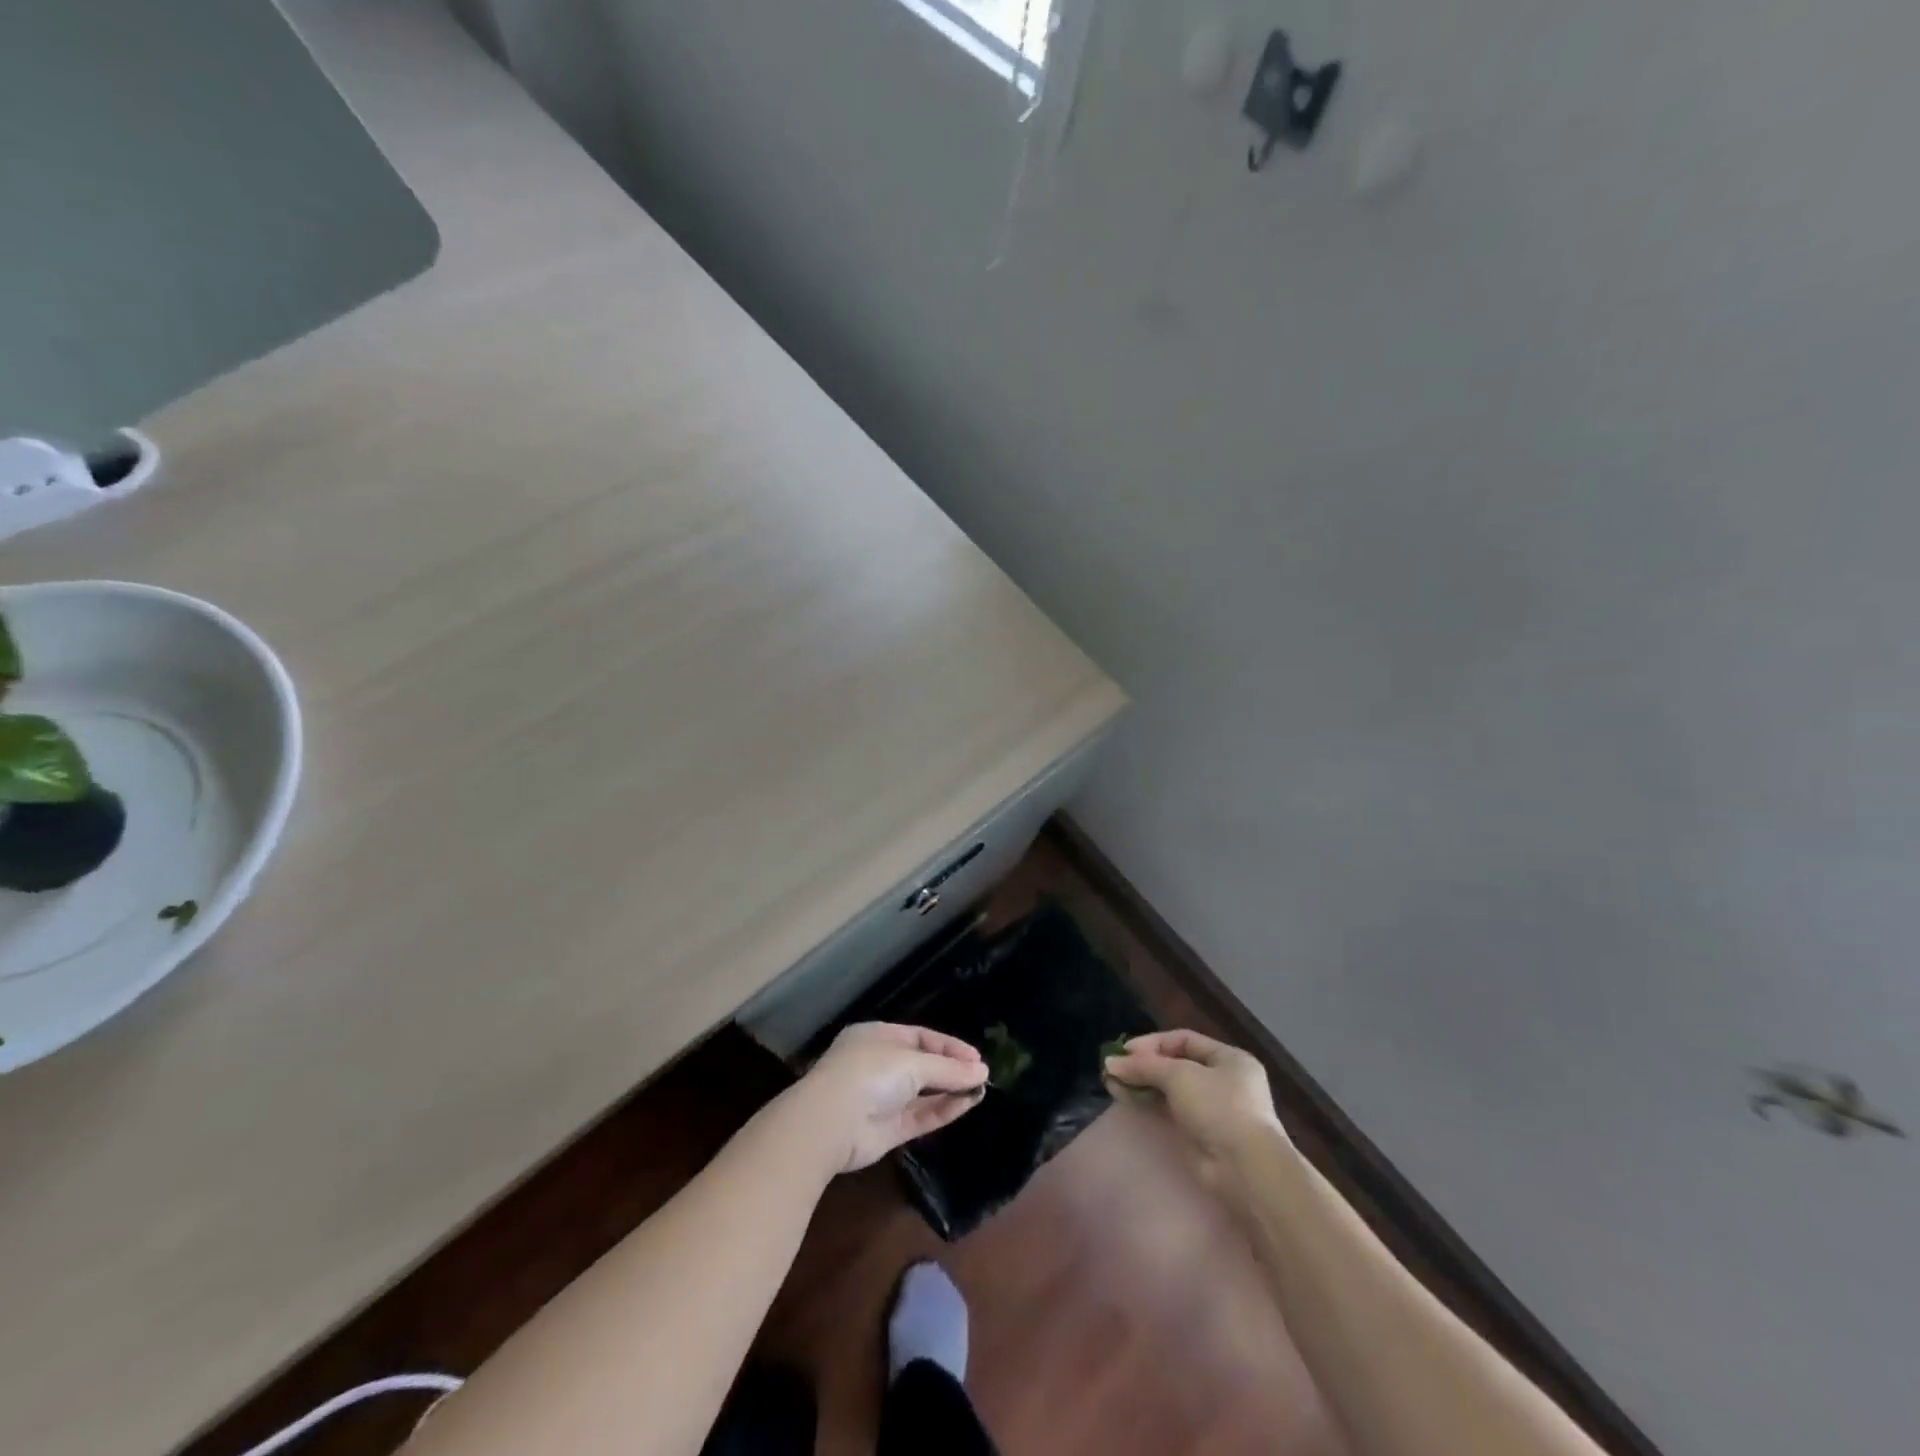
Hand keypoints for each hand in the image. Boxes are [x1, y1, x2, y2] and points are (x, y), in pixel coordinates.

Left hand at [789, 1022, 988, 1174]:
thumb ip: (948, 1069)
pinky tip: (968, 1104)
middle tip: (982, 1074)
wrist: (830, 1123)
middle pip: (923, 1065)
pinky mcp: (887, 1130)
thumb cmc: (869, 1074)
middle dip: (951, 1069)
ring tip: (982, 1089)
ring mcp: (883, 1099)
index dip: (949, 1046)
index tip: (976, 1057)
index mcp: (878, 1037)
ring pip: (923, 1092)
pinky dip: (943, 1110)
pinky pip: (921, 1116)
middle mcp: (880, 1065)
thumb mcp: (913, 1063)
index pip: (921, 1037)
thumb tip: (982, 1071)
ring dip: (951, 1090)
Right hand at [1104, 1029, 1287, 1185]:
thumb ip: (1144, 1066)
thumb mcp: (1179, 1075)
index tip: (1125, 1050)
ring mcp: (1213, 1110)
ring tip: (1111, 1082)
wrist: (1244, 1168)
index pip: (1184, 1040)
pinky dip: (1149, 1104)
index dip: (1153, 1043)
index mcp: (1230, 1059)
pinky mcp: (1201, 1135)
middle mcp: (1224, 1081)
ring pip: (1171, 1090)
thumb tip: (1110, 1063)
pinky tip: (1125, 1098)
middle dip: (1144, 1065)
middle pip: (1176, 1065)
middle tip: (1115, 1067)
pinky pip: (1170, 1111)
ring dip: (1142, 1084)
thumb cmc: (1218, 1106)